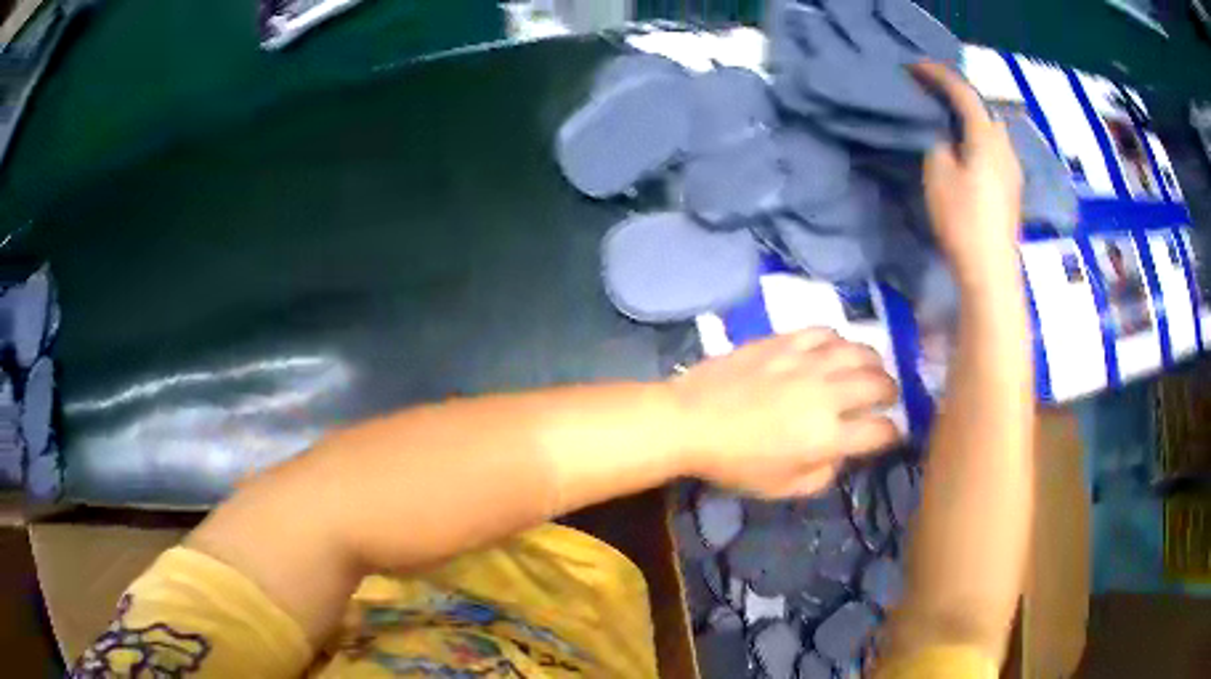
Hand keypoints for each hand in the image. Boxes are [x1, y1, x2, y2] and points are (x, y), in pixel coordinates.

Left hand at [668, 328, 898, 497]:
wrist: (691, 420)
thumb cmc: (735, 462)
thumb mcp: (782, 487)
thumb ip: (823, 473)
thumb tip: (842, 454)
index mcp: (827, 435)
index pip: (880, 430)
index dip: (893, 434)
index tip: (891, 434)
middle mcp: (827, 393)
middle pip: (879, 384)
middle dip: (891, 393)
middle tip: (886, 398)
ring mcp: (807, 361)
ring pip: (859, 350)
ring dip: (873, 361)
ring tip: (870, 369)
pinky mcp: (786, 340)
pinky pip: (825, 331)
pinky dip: (839, 340)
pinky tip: (836, 350)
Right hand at [912, 62, 1022, 284]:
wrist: (992, 271)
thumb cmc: (963, 220)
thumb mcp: (938, 176)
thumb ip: (939, 146)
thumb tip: (946, 139)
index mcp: (986, 138)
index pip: (963, 93)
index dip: (939, 76)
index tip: (915, 68)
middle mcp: (1005, 148)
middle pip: (984, 109)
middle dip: (960, 96)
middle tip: (935, 94)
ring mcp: (1012, 171)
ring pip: (992, 130)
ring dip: (972, 119)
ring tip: (950, 120)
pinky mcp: (1012, 190)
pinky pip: (996, 150)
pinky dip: (980, 140)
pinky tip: (969, 151)